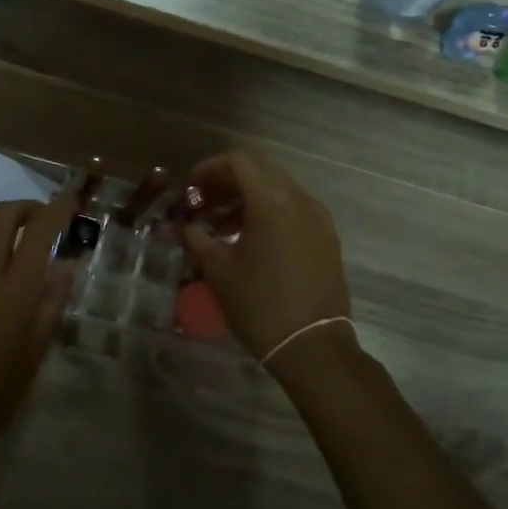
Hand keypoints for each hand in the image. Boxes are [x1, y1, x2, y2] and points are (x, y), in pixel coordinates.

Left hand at [0, 195, 77, 473]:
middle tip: (41, 220)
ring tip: (11, 239)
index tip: (70, 200)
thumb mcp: (37, 349)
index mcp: (15, 289)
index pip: (40, 230)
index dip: (57, 209)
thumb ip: (53, 300)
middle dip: (26, 208)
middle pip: (3, 214)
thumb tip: (67, 263)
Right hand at [177, 153, 352, 370]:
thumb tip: (180, 225)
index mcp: (272, 201)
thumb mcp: (218, 270)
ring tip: (219, 227)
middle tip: (201, 205)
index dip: (209, 169)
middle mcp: (300, 200)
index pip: (239, 162)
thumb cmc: (259, 304)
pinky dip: (268, 215)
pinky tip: (249, 241)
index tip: (190, 189)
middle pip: (259, 174)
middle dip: (226, 184)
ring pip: (277, 192)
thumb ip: (195, 238)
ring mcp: (318, 219)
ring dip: (246, 201)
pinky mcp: (327, 239)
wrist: (313, 346)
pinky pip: (293, 211)